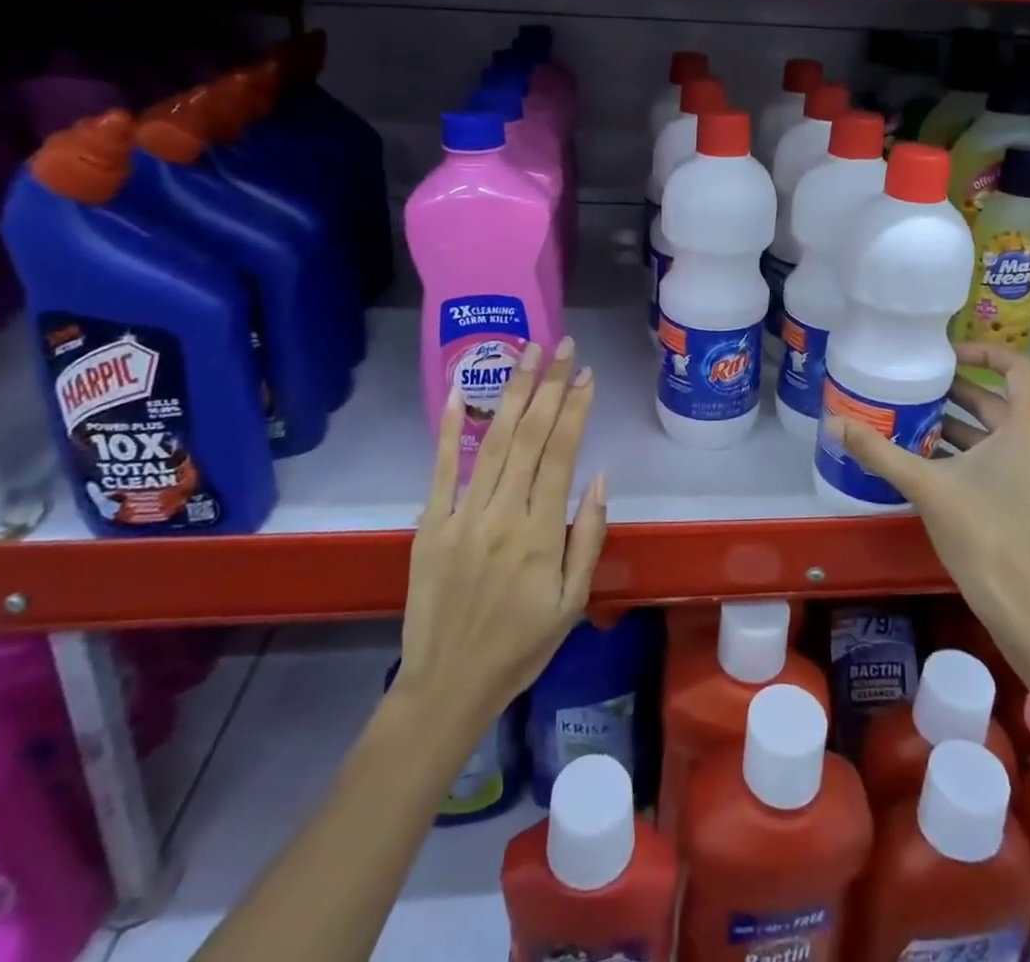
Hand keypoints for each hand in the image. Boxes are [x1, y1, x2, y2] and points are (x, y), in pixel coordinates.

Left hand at [394, 337, 608, 728]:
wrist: (447, 684)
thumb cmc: (521, 646)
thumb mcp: (573, 602)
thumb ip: (587, 536)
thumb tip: (598, 476)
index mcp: (540, 533)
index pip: (561, 454)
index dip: (575, 409)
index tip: (586, 373)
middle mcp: (502, 513)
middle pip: (529, 435)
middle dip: (548, 384)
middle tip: (561, 344)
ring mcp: (461, 515)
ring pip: (492, 440)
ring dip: (511, 391)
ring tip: (525, 352)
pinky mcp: (430, 523)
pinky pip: (441, 466)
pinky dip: (449, 426)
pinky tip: (457, 389)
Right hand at [831, 342, 1029, 669]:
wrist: (1022, 606)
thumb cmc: (979, 534)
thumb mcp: (924, 486)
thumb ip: (878, 451)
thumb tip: (833, 422)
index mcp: (1028, 431)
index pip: (1018, 369)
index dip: (984, 353)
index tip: (946, 356)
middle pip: (1002, 404)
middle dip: (959, 395)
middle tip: (917, 391)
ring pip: (1004, 435)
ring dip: (964, 427)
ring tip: (917, 426)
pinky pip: (1010, 460)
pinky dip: (978, 454)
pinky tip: (938, 467)